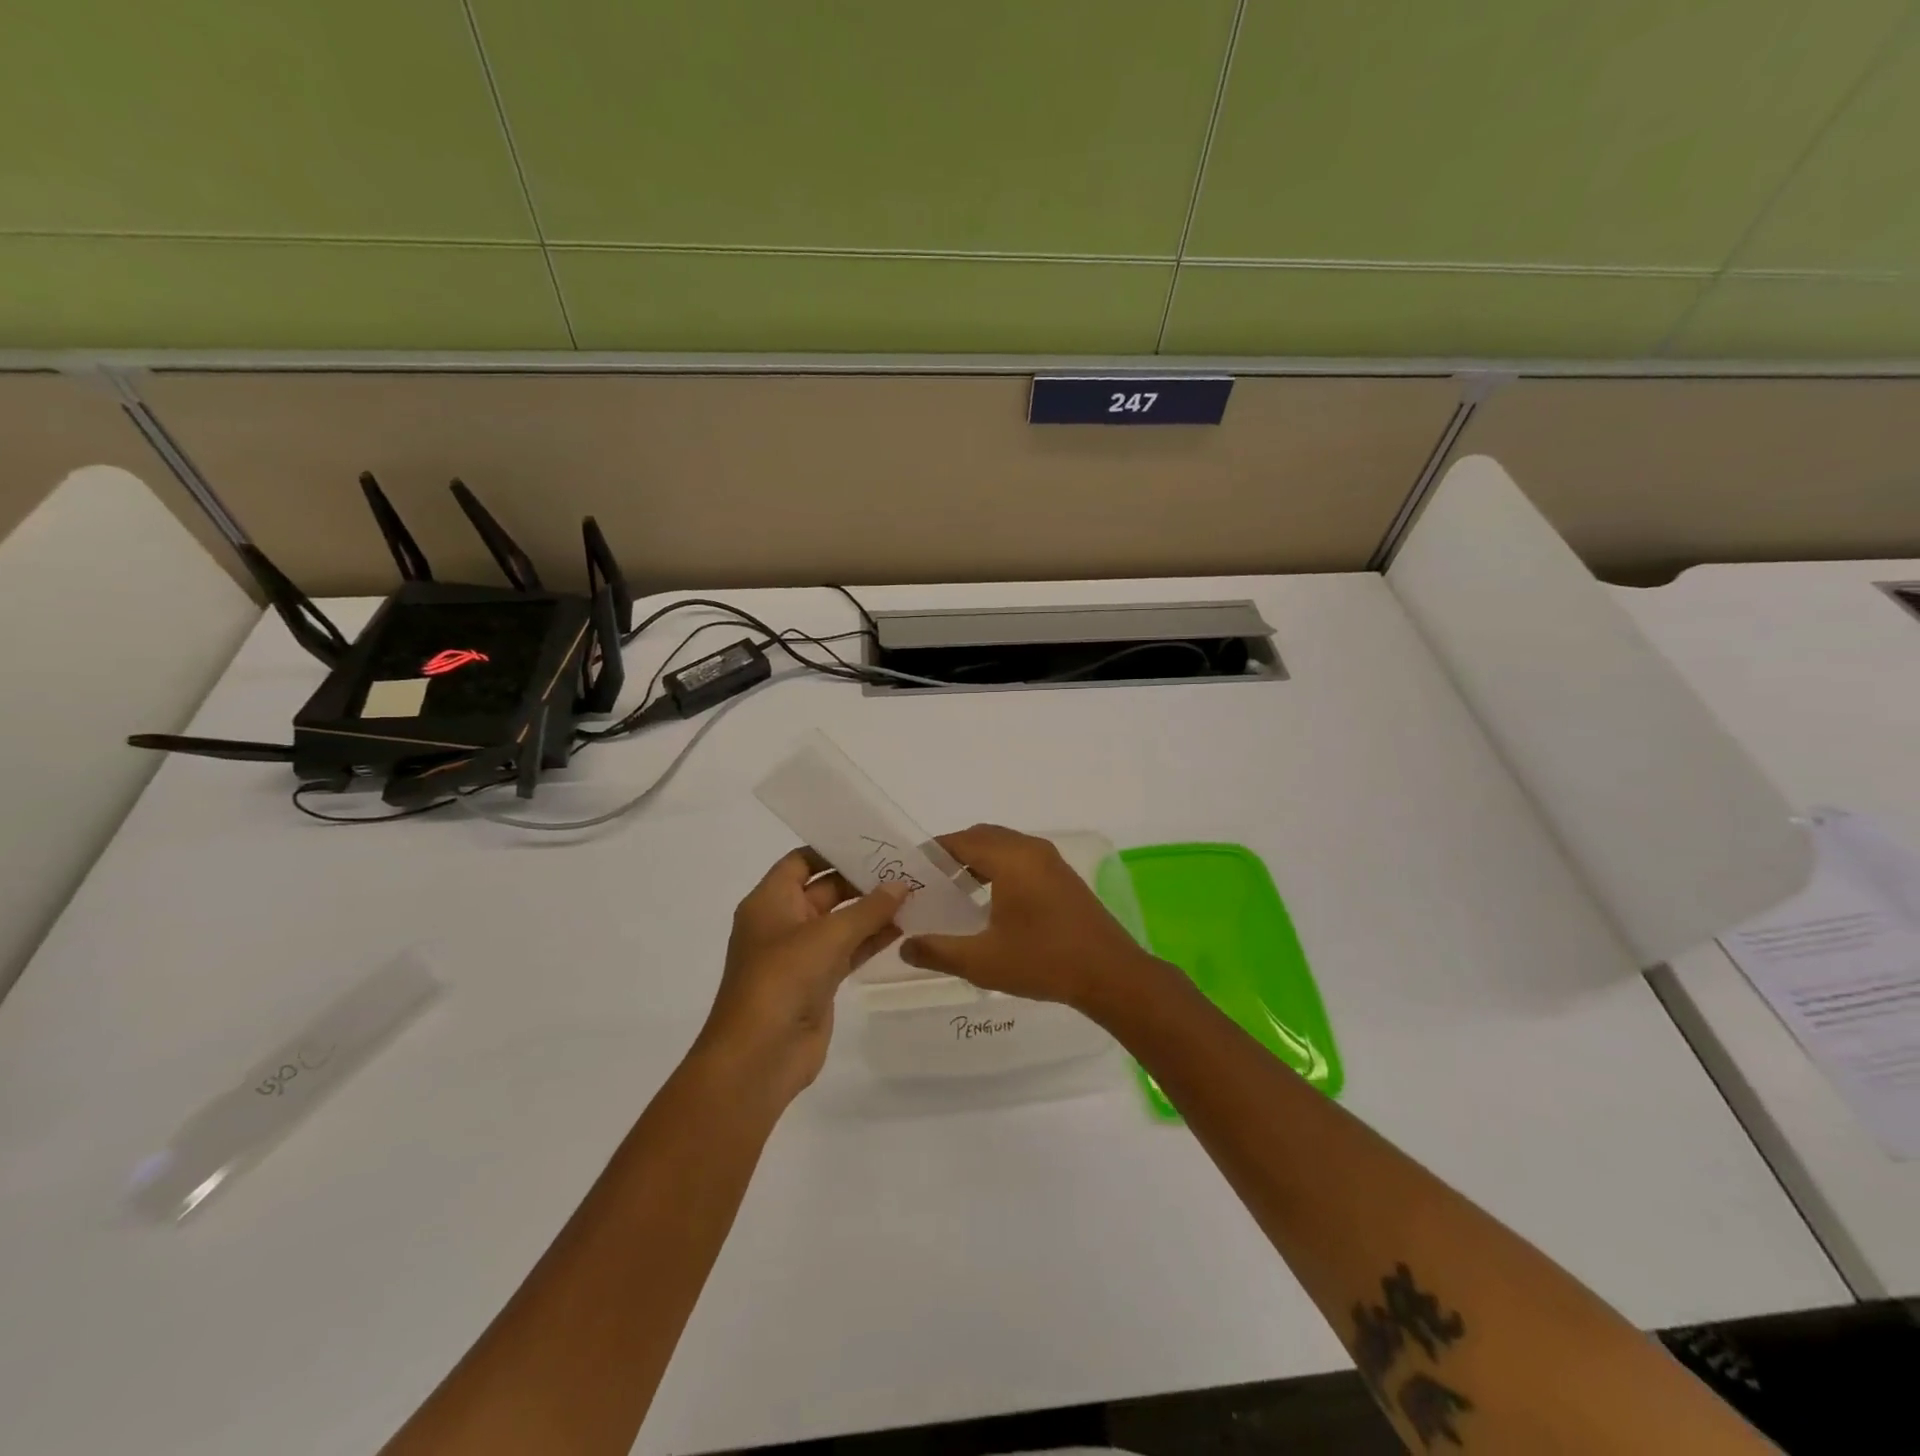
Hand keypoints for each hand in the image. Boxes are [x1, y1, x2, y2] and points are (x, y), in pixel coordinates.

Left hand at [695, 848, 907, 1107]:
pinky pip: (848, 950)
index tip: (872, 842)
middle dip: (861, 880)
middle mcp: (783, 922)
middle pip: (825, 890)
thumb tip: (901, 885)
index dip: (833, 850)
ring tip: (914, 894)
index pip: (801, 862)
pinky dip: (871, 939)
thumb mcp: (827, 936)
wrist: (759, 1056)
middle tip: (904, 867)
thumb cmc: (782, 980)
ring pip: (841, 921)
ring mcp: (801, 954)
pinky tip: (904, 927)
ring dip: (872, 910)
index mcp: (769, 901)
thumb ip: (868, 909)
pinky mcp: (818, 981)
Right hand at [899, 824, 1162, 1013]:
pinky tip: (989, 902)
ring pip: (1003, 847)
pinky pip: (1021, 858)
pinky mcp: (1062, 876)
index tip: (910, 872)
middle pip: (982, 837)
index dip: (932, 853)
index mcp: (1011, 859)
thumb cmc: (1044, 961)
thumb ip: (938, 951)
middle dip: (953, 854)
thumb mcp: (983, 961)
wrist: (1111, 974)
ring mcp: (1051, 861)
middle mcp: (1031, 849)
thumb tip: (905, 945)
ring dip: (977, 861)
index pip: (960, 841)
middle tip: (928, 883)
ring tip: (954, 893)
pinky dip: (998, 868)